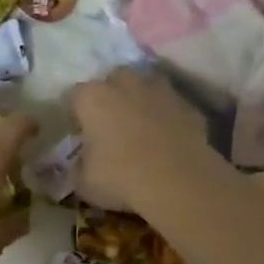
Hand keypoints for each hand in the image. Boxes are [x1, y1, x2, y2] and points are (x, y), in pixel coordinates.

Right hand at [70, 69, 214, 212]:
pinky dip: (167, 117)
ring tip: (141, 127)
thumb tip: (82, 163)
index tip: (80, 132)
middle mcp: (126, 84)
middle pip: (114, 80)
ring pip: (146, 86)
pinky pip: (171, 106)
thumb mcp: (84, 182)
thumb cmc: (120, 178)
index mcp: (93, 98)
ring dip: (141, 100)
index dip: (76, 114)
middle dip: (111, 96)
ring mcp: (161, 91)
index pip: (75, 95)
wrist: (178, 183)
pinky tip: (168, 139)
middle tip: (111, 124)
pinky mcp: (188, 105)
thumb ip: (79, 166)